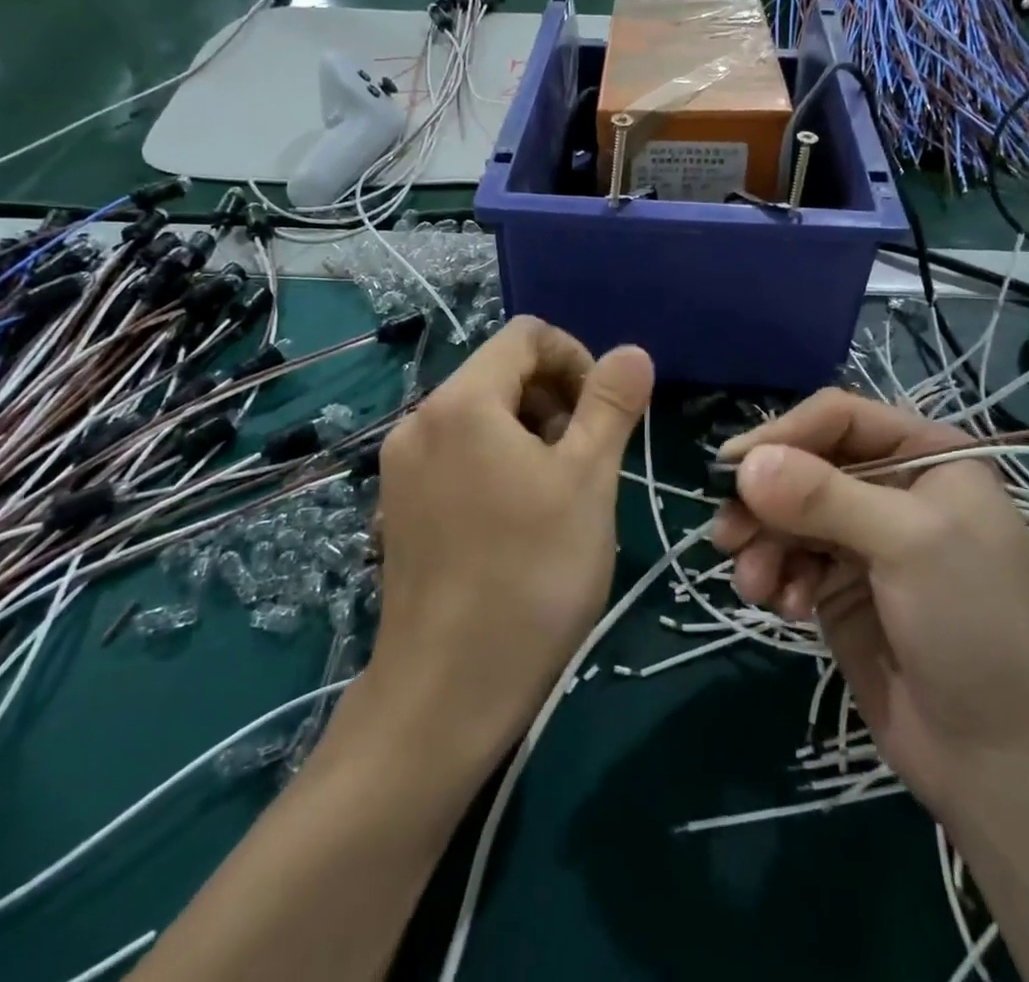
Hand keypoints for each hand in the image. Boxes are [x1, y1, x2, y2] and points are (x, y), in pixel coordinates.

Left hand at [371, 316, 653, 760]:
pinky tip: (518, 520)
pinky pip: (457, 454)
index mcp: (462, 401)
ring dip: (530, 432)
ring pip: (481, 416)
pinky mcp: (397, 506)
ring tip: (558, 493)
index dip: (577, 358)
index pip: (527, 335)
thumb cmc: (531, 575)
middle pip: (501, 372)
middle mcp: (419, 420)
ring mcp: (401, 466)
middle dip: (554, 398)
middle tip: (586, 458)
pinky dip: (496, 462)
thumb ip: (611, 404)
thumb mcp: (588, 480)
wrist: (446, 693)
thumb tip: (631, 352)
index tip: (604, 413)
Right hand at [712, 391, 1028, 810]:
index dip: (783, 435)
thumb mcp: (908, 545)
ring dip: (762, 544)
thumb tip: (743, 463)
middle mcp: (891, 487)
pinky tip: (785, 609)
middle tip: (725, 534)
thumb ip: (823, 497)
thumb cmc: (974, 627)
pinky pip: (789, 559)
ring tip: (754, 584)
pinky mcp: (840, 586)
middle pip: (804, 466)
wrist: (1003, 764)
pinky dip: (776, 577)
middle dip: (764, 500)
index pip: (837, 418)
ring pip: (788, 514)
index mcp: (925, 456)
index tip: (731, 468)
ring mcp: (864, 539)